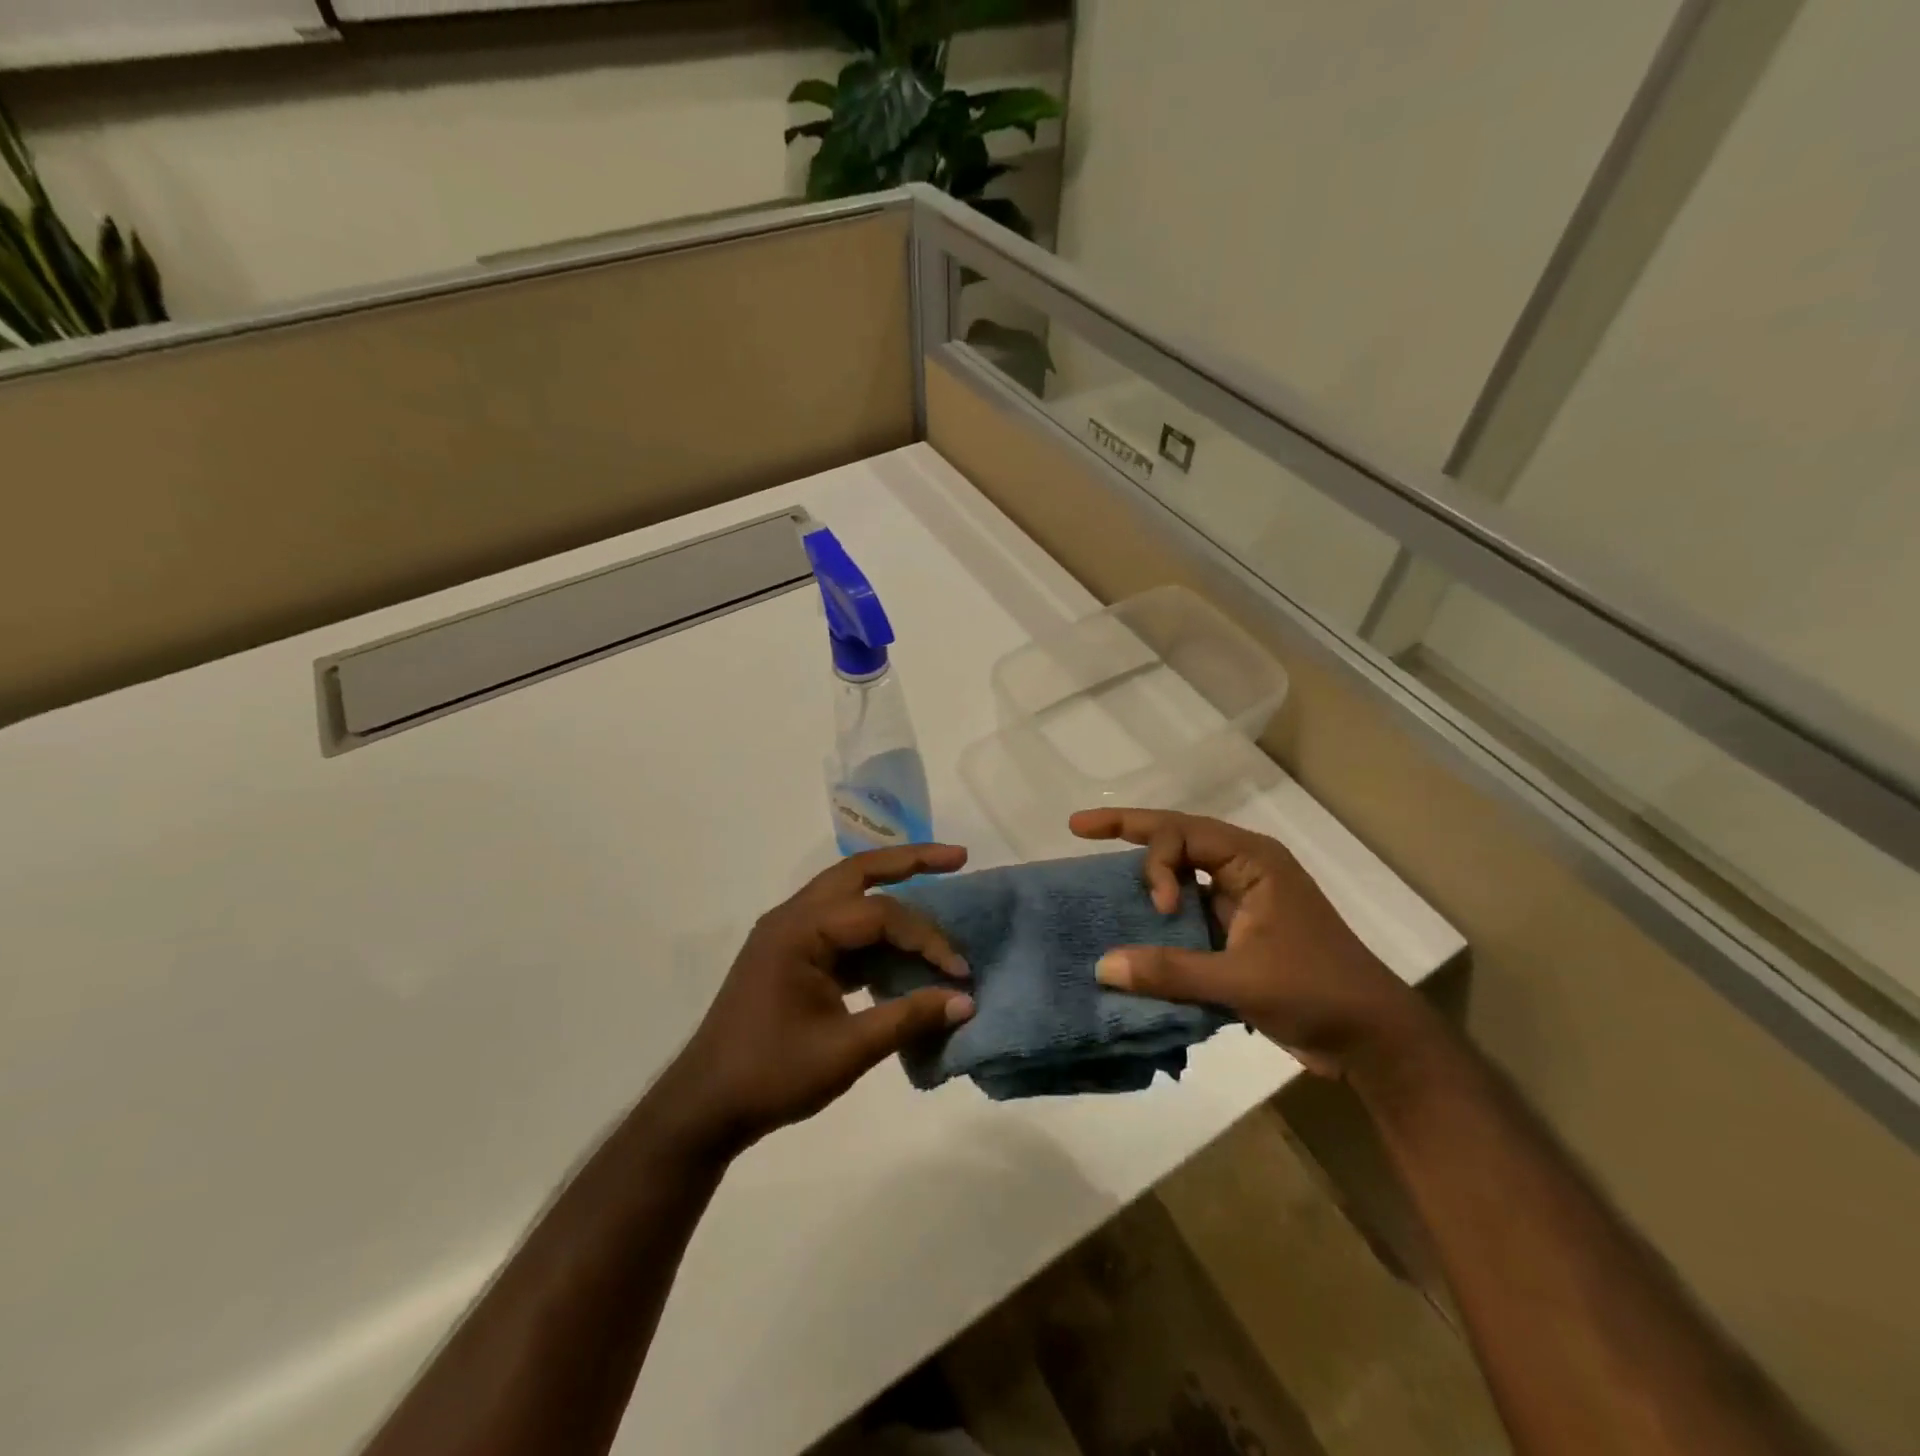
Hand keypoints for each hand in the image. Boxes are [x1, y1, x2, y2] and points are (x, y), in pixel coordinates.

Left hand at [654, 844, 975, 1159]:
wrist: (704, 1107)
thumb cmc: (771, 1075)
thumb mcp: (847, 1051)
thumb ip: (908, 1018)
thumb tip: (965, 1001)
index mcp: (800, 930)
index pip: (879, 914)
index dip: (926, 939)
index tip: (959, 972)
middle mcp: (793, 917)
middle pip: (859, 871)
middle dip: (911, 861)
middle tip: (958, 858)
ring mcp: (789, 934)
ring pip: (849, 893)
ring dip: (892, 888)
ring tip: (939, 883)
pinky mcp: (792, 955)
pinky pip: (841, 927)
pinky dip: (875, 930)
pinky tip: (903, 947)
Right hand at [1070, 808, 1420, 1077]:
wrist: (1372, 1039)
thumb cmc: (1318, 992)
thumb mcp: (1243, 980)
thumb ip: (1171, 971)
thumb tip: (1101, 967)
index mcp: (1252, 861)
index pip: (1183, 833)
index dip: (1154, 862)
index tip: (1159, 910)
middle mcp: (1242, 869)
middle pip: (1176, 839)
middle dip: (1128, 831)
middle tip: (1077, 829)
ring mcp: (1238, 900)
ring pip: (1179, 874)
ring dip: (1143, 877)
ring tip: (1096, 879)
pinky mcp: (1234, 932)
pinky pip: (1184, 912)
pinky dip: (1155, 917)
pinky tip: (1127, 928)